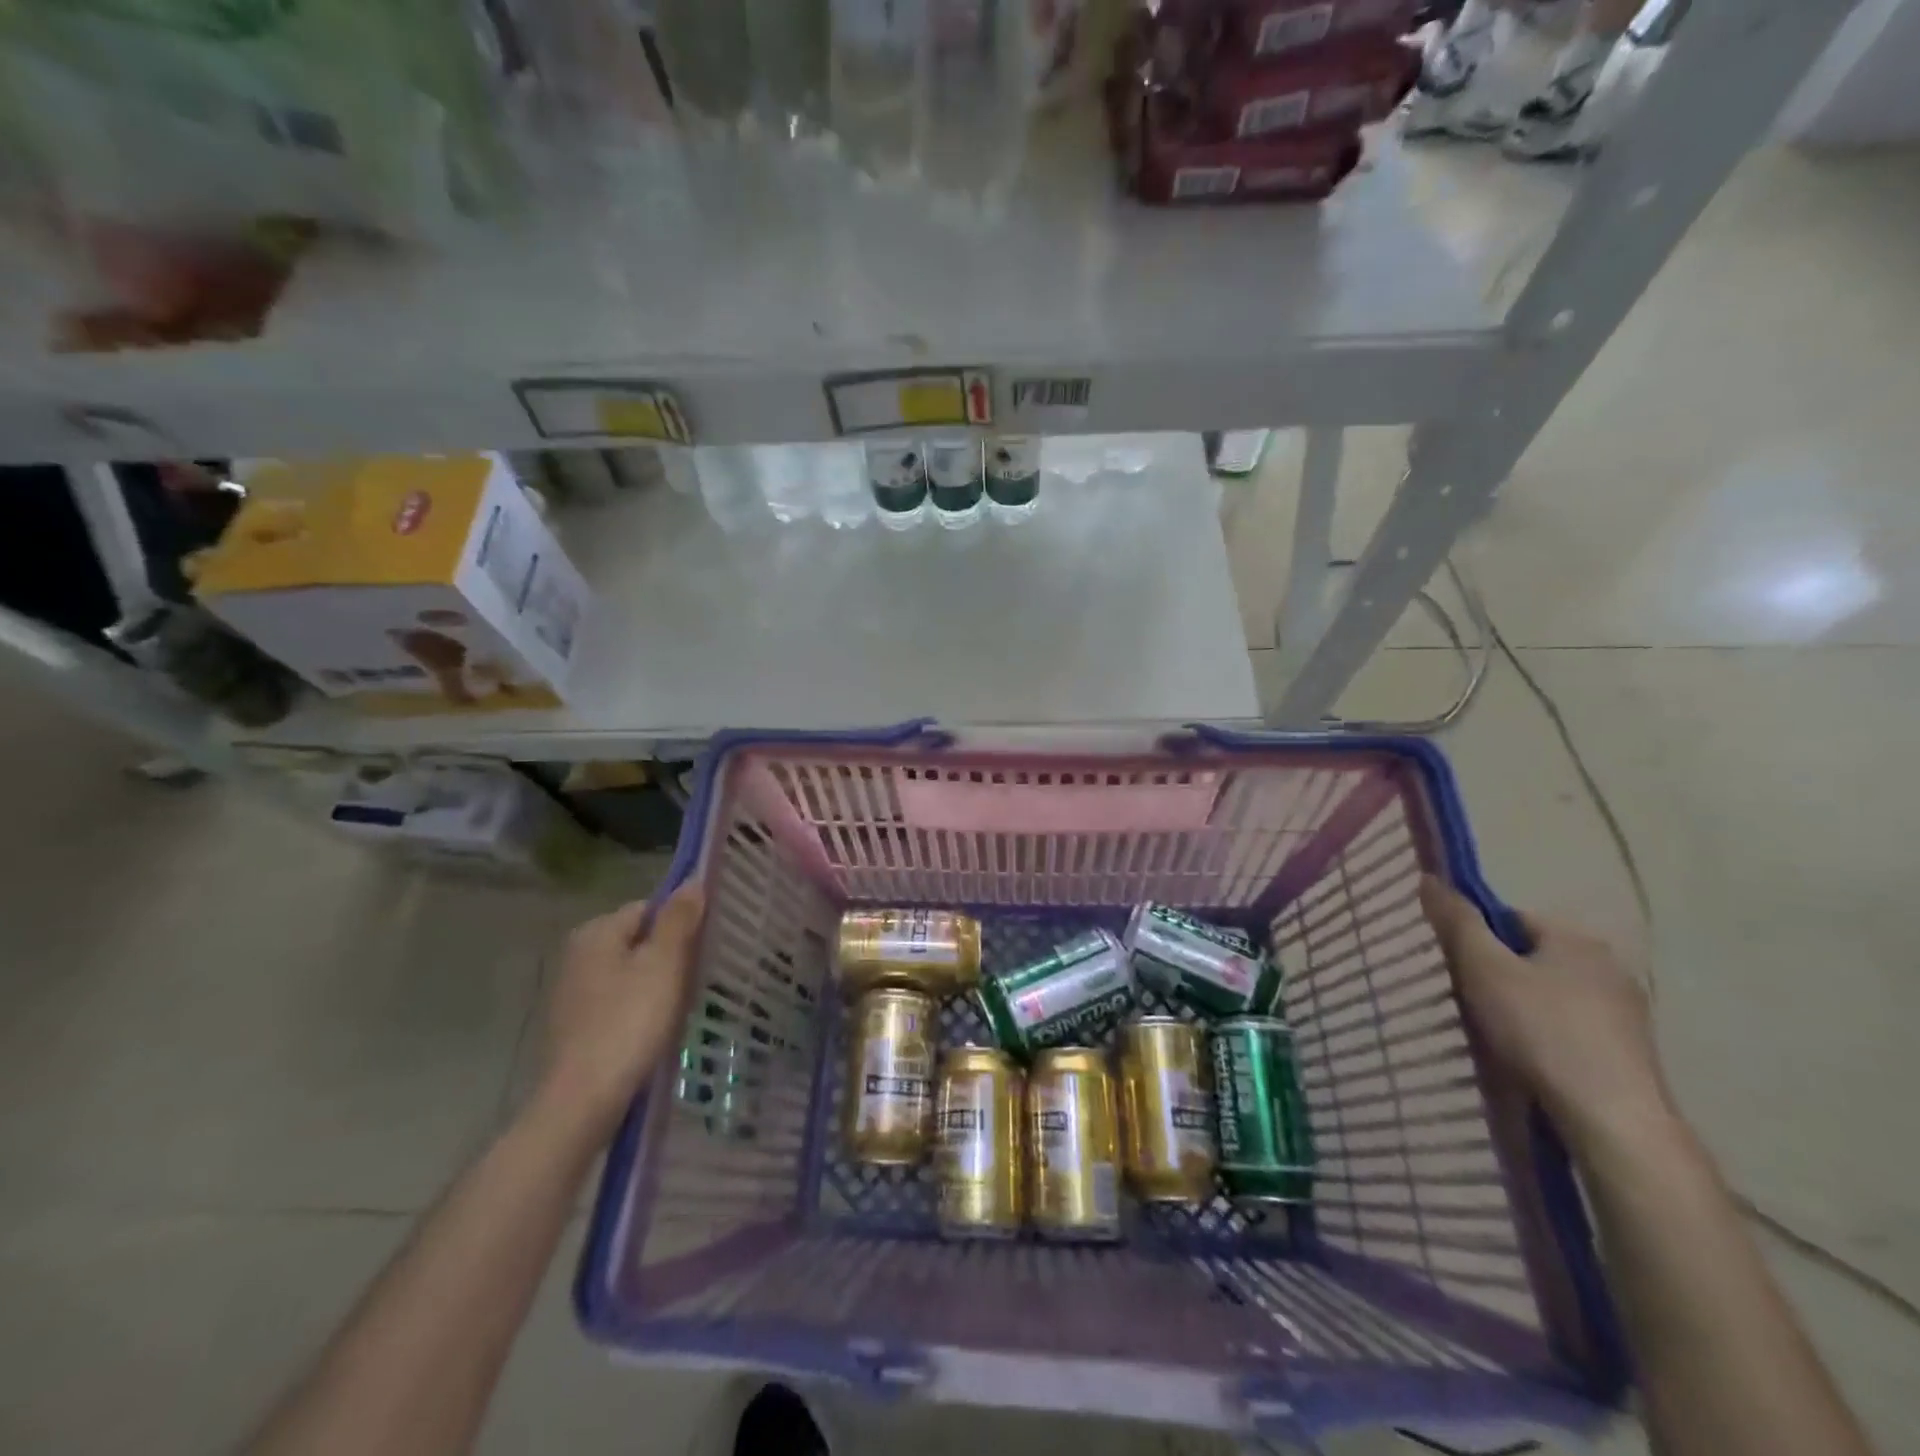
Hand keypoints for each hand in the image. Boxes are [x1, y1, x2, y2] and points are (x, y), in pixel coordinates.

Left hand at [539, 882, 704, 1137]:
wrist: (583, 1100)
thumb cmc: (629, 1022)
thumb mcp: (664, 964)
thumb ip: (679, 920)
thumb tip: (692, 881)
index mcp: (595, 932)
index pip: (649, 908)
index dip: (680, 924)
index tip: (702, 948)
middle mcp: (577, 954)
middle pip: (639, 940)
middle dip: (669, 956)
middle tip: (694, 980)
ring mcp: (572, 991)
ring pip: (630, 972)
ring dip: (656, 984)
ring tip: (678, 1007)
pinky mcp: (575, 1024)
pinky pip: (618, 1001)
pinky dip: (638, 1008)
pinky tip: (653, 1030)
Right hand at [1419, 875, 1672, 1153]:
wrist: (1612, 1119)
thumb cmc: (1541, 1031)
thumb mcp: (1483, 968)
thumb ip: (1456, 921)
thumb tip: (1430, 877)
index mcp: (1577, 938)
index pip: (1510, 919)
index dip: (1476, 938)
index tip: (1457, 968)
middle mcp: (1609, 966)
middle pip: (1530, 956)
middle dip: (1498, 974)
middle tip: (1469, 1001)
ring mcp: (1625, 1012)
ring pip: (1550, 993)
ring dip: (1521, 1006)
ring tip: (1496, 1034)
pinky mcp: (1629, 1052)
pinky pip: (1570, 1026)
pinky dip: (1546, 1035)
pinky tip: (1529, 1058)